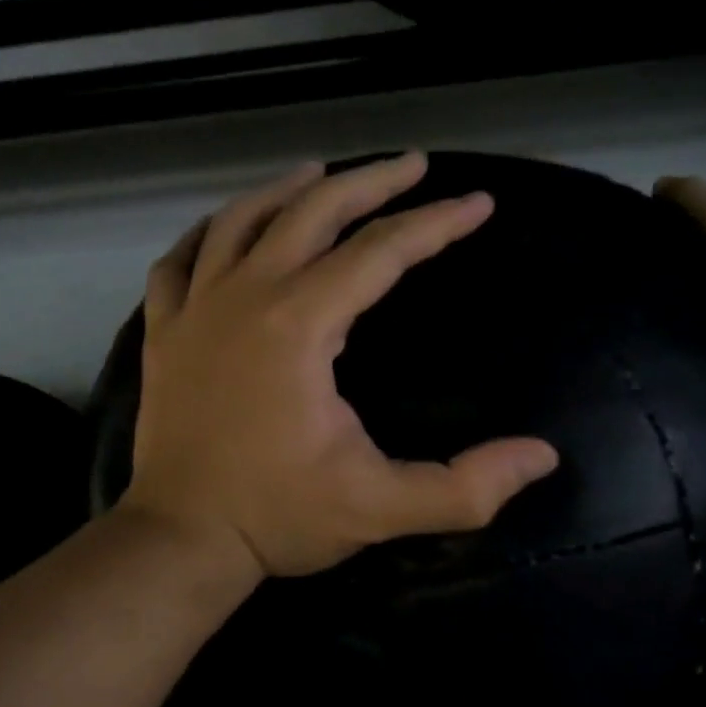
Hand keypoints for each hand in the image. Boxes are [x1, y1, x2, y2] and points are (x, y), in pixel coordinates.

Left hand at [122, 153, 559, 580]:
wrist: (181, 540)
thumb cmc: (278, 518)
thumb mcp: (381, 508)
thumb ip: (465, 487)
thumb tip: (542, 457)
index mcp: (298, 326)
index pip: (380, 253)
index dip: (435, 224)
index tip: (477, 204)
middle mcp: (244, 298)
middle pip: (311, 214)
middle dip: (369, 184)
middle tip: (411, 165)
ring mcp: (194, 311)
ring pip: (240, 222)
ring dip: (287, 191)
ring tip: (323, 173)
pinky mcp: (163, 334)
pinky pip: (179, 262)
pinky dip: (207, 234)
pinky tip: (227, 226)